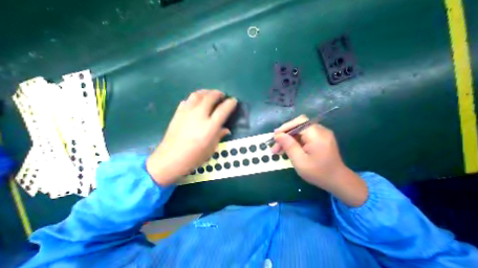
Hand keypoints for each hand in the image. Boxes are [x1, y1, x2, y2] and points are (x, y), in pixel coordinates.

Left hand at [146, 90, 234, 185]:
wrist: (170, 159)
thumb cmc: (194, 157)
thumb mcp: (211, 148)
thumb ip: (219, 135)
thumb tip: (226, 129)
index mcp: (210, 127)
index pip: (223, 110)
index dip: (230, 103)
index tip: (233, 101)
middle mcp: (199, 116)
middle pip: (210, 97)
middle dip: (218, 94)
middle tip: (222, 95)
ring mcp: (187, 113)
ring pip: (198, 95)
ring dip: (206, 92)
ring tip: (210, 94)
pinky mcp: (178, 113)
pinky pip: (187, 100)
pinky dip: (194, 98)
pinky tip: (196, 102)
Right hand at [270, 116, 366, 206]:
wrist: (338, 181)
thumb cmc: (318, 173)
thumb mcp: (300, 161)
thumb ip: (289, 146)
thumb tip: (278, 135)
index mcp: (317, 135)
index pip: (299, 122)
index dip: (285, 127)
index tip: (275, 137)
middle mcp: (320, 131)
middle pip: (298, 126)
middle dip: (285, 135)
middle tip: (274, 146)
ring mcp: (320, 134)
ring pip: (299, 132)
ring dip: (287, 139)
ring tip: (278, 150)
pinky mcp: (319, 139)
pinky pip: (303, 136)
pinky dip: (294, 142)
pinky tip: (287, 149)